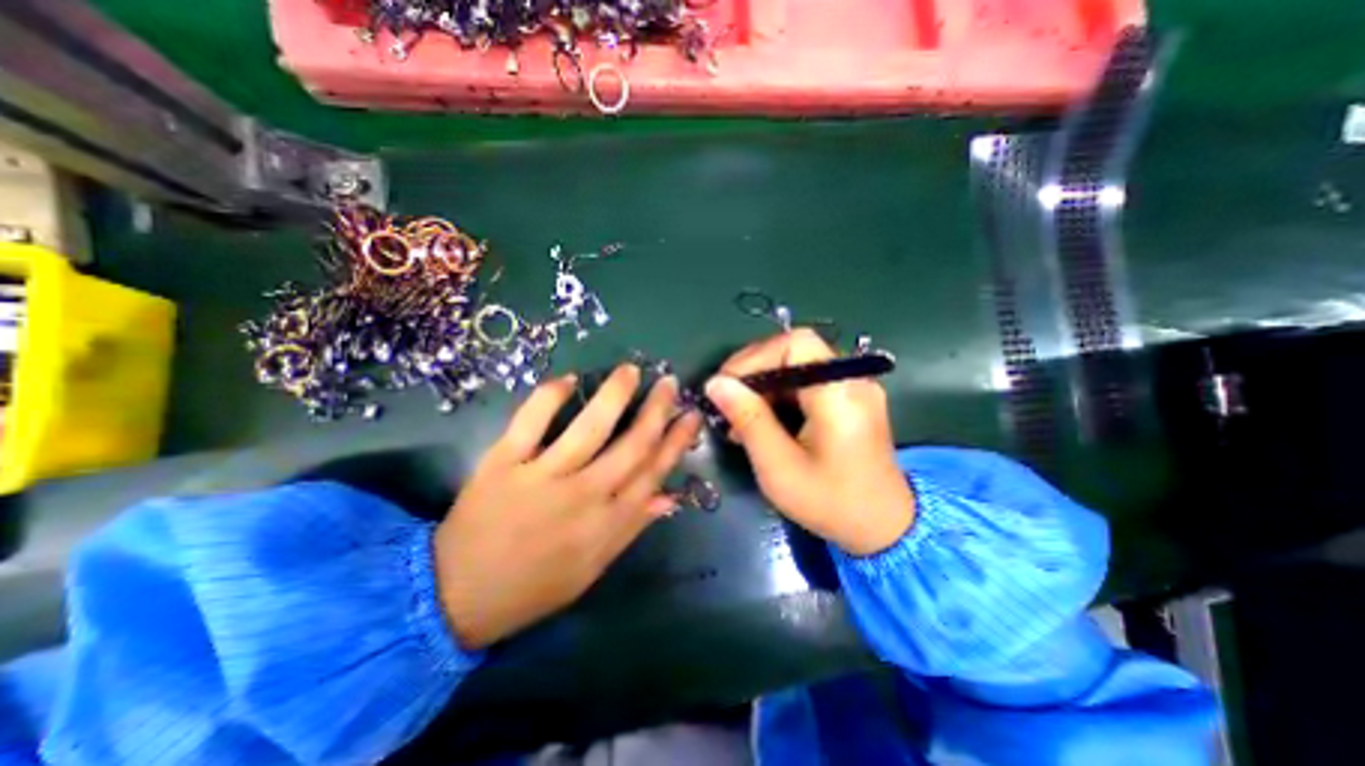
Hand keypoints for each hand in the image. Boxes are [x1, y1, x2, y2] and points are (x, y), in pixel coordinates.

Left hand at [432, 366, 697, 652]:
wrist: (457, 597)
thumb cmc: (534, 586)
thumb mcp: (593, 568)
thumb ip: (632, 528)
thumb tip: (669, 496)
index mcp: (607, 523)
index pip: (653, 472)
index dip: (676, 441)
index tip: (691, 415)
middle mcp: (583, 496)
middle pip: (632, 445)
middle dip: (657, 410)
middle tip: (669, 382)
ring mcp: (542, 477)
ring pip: (589, 427)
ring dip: (614, 394)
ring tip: (631, 371)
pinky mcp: (503, 463)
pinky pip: (530, 421)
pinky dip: (549, 396)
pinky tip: (568, 379)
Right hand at [704, 331, 914, 554]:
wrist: (885, 528)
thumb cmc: (831, 503)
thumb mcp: (779, 467)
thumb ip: (748, 420)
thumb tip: (715, 383)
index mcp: (840, 394)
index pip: (795, 344)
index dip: (755, 356)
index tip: (726, 385)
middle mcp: (853, 380)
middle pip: (795, 351)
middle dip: (754, 371)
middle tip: (726, 401)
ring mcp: (854, 387)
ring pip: (797, 365)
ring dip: (764, 385)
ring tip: (738, 417)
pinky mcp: (850, 398)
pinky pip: (808, 381)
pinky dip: (780, 394)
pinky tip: (762, 420)